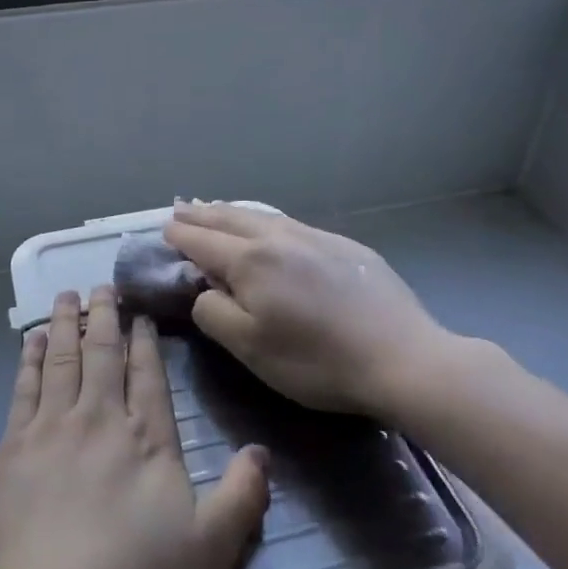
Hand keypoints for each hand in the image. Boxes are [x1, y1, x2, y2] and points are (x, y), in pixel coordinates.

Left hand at [0, 286, 269, 568]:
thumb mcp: (210, 551)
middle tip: (103, 286)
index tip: (139, 314)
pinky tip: (34, 338)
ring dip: (67, 322)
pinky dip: (31, 356)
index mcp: (147, 439)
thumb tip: (261, 452)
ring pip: (63, 358)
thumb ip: (241, 498)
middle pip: (103, 353)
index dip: (144, 341)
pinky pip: (25, 386)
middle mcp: (101, 418)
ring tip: (68, 294)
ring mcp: (54, 427)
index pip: (147, 375)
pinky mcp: (16, 445)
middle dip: (104, 315)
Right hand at [163, 202, 456, 419]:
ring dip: (232, 211)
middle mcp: (278, 238)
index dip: (180, 235)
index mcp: (250, 261)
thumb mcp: (250, 348)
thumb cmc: (317, 360)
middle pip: (229, 218)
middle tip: (181, 208)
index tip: (164, 229)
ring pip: (261, 215)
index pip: (203, 241)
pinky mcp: (344, 246)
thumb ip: (214, 313)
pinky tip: (269, 226)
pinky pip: (290, 223)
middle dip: (201, 214)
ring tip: (216, 208)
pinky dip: (265, 220)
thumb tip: (203, 289)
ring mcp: (314, 237)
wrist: (403, 358)